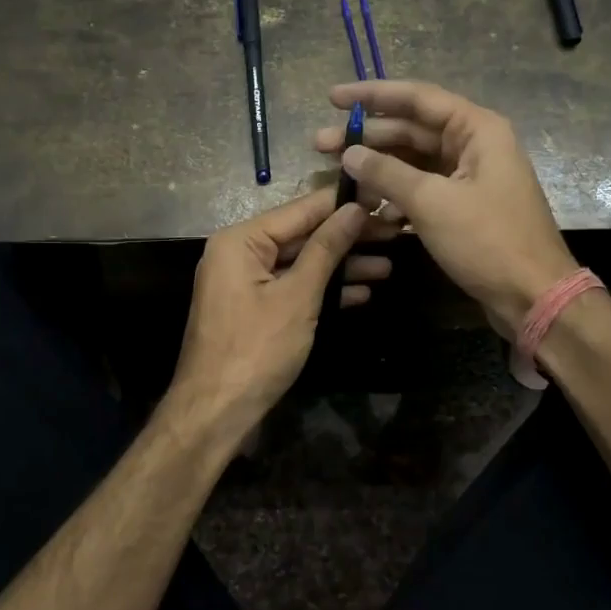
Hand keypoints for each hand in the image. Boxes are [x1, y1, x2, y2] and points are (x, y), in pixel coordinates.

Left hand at [170, 188, 392, 435]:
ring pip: (301, 264)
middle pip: (302, 235)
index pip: (301, 209)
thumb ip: (326, 249)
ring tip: (388, 266)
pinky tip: (361, 294)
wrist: (215, 412)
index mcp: (240, 240)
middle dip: (348, 238)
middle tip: (395, 234)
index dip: (344, 204)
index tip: (383, 197)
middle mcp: (239, 253)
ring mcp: (246, 283)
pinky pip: (293, 288)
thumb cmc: (256, 349)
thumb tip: (355, 209)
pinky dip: (323, 291)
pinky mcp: (254, 309)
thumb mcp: (298, 296)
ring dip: (342, 267)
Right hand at [314, 80, 577, 337]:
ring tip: (333, 171)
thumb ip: (386, 173)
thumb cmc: (487, 241)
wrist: (533, 296)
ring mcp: (468, 177)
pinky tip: (362, 202)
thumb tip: (349, 153)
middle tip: (319, 143)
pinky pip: (420, 188)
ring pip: (412, 161)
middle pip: (411, 130)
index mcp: (476, 130)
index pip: (417, 98)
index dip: (372, 95)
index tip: (333, 98)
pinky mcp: (461, 207)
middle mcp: (473, 145)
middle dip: (366, 137)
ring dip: (376, 166)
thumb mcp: (432, 202)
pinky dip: (392, 193)